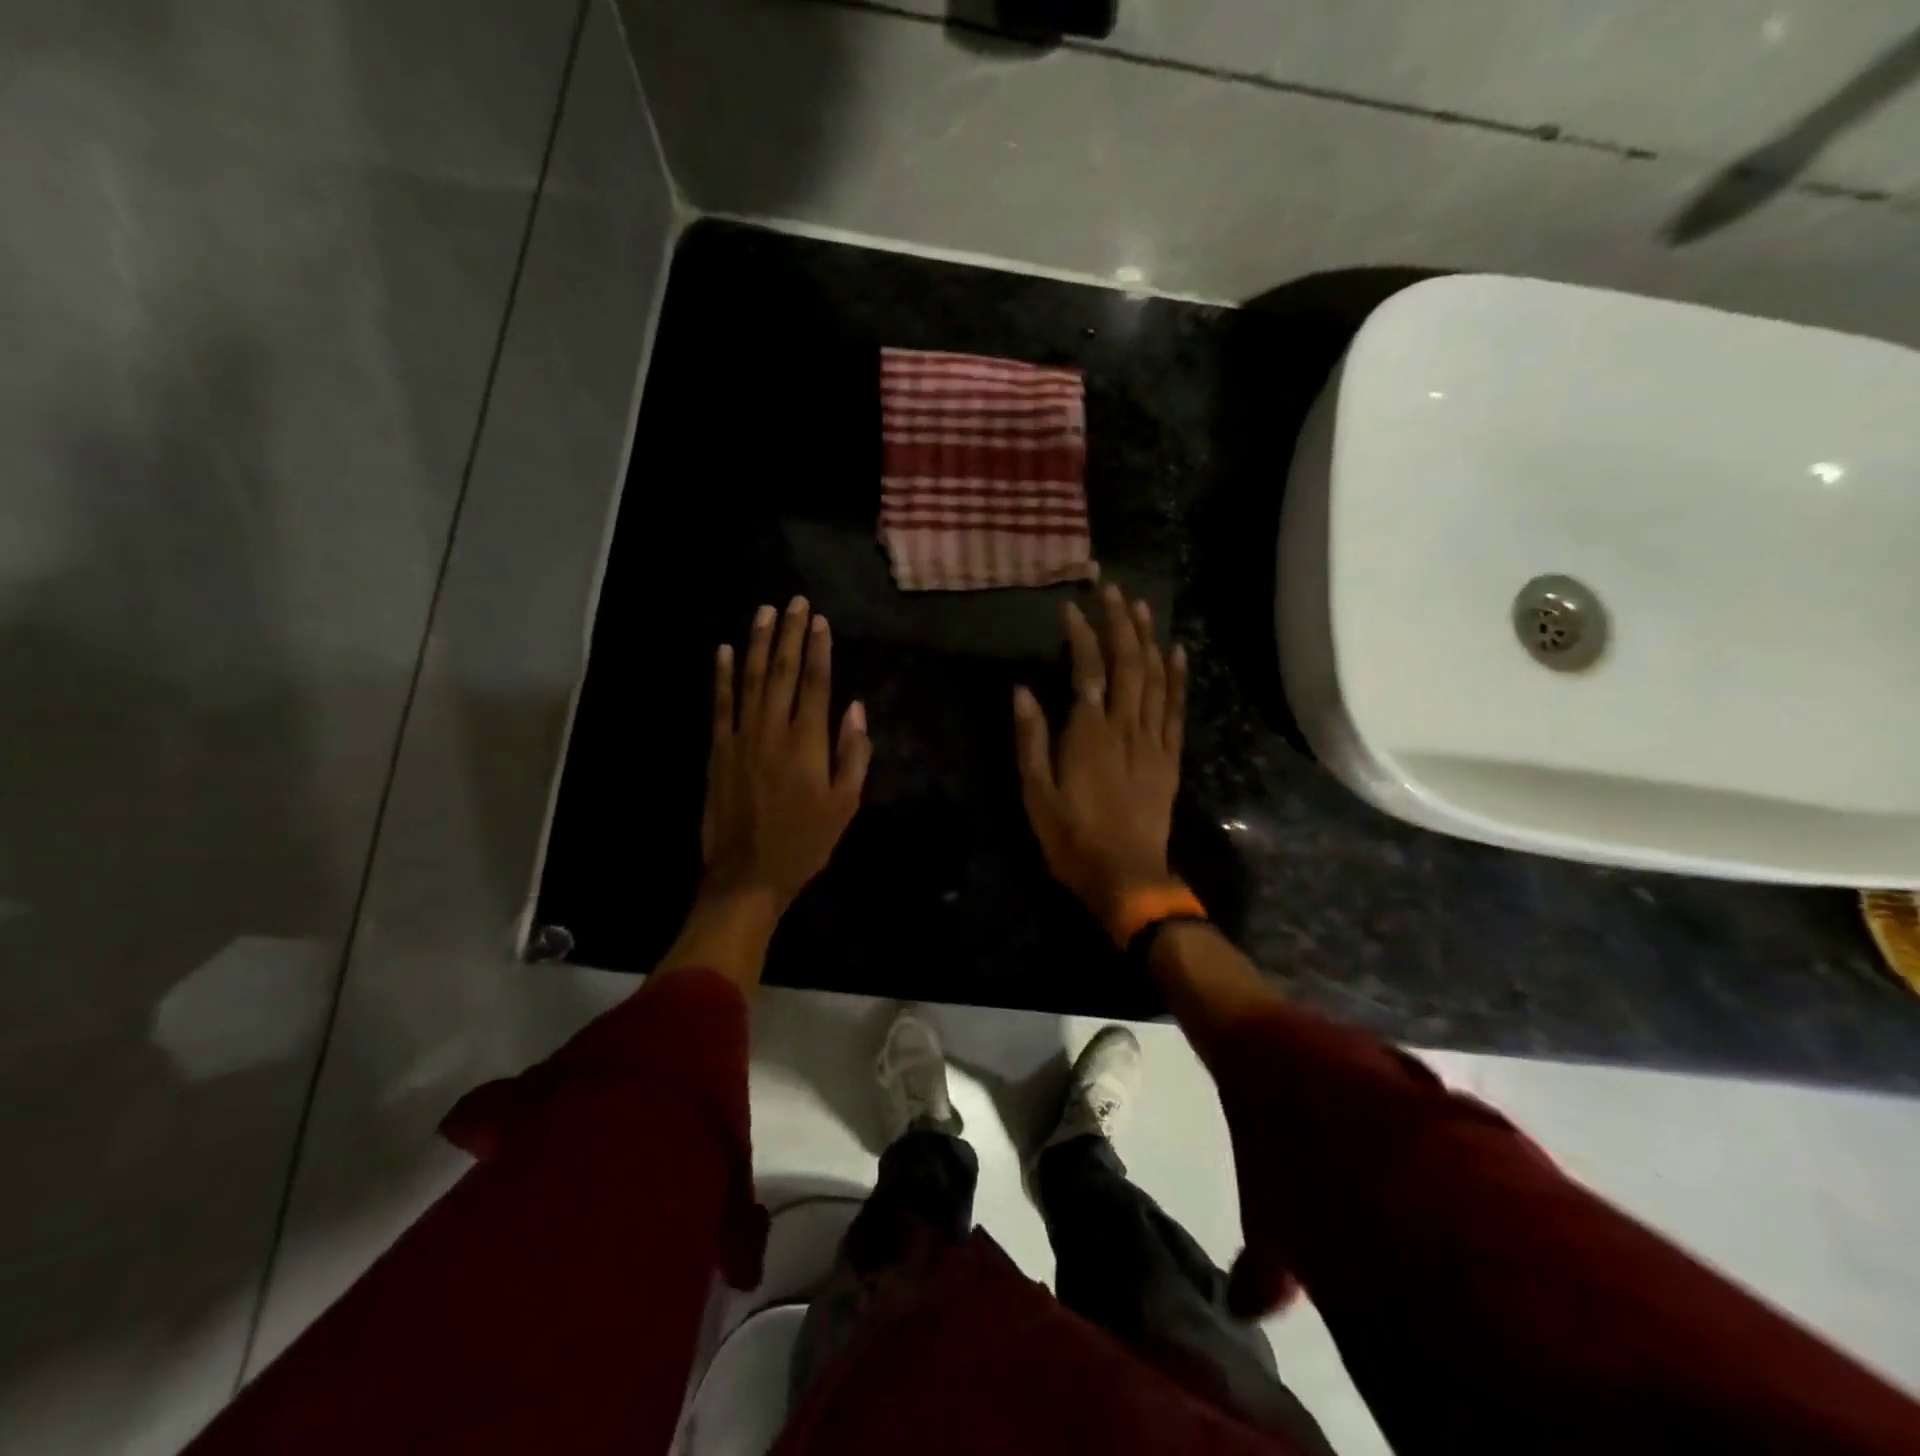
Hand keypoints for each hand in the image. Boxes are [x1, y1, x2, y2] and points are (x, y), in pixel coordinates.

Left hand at [702, 596, 870, 910]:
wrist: (747, 875)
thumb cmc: (805, 843)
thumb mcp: (844, 805)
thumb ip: (852, 755)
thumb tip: (855, 709)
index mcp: (808, 744)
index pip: (815, 684)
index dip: (818, 650)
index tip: (819, 621)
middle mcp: (773, 730)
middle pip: (781, 671)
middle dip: (789, 634)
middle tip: (794, 602)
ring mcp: (741, 737)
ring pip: (749, 679)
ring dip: (757, 643)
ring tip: (764, 612)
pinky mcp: (717, 750)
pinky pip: (719, 704)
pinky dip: (721, 676)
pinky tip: (723, 651)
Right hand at [1013, 583, 1187, 942]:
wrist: (1127, 876)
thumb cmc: (1072, 837)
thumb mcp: (1036, 793)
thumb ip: (1030, 739)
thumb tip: (1022, 691)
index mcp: (1088, 733)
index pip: (1087, 670)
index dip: (1081, 635)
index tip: (1072, 607)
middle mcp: (1125, 726)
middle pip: (1127, 663)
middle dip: (1119, 623)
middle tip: (1113, 589)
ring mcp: (1153, 740)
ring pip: (1154, 678)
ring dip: (1148, 639)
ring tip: (1141, 606)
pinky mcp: (1170, 757)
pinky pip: (1176, 709)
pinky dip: (1177, 678)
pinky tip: (1177, 652)